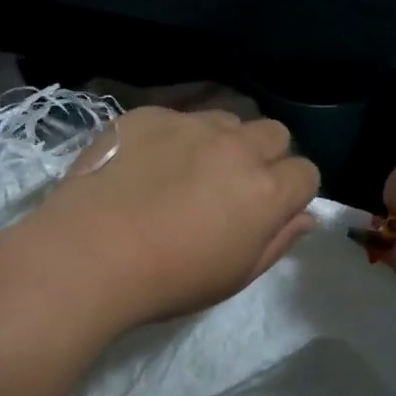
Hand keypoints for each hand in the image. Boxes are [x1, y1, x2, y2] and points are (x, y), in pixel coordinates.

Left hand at [29, 107, 319, 327]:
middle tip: (232, 187)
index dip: (292, 192)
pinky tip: (146, 163)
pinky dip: (174, 136)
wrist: (89, 254)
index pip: (307, 172)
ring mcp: (191, 125)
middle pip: (274, 134)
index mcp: (267, 190)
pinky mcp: (150, 115)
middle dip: (265, 157)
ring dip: (222, 141)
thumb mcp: (235, 275)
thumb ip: (279, 241)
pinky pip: (178, 116)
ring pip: (227, 119)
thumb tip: (306, 217)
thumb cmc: (170, 279)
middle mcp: (238, 147)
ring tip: (189, 170)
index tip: (269, 210)